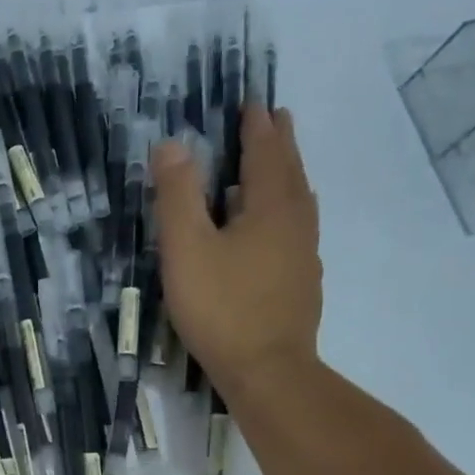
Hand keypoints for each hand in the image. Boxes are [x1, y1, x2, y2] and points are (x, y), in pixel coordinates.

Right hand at [152, 104, 322, 389]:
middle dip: (280, 144)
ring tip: (278, 164)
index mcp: (270, 208)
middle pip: (290, 173)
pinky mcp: (300, 282)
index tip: (254, 103)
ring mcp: (303, 255)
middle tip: (277, 118)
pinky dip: (287, 210)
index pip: (265, 154)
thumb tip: (171, 144)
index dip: (257, 127)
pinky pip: (297, 228)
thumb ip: (177, 196)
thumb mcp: (186, 248)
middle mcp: (295, 224)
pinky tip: (276, 227)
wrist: (268, 371)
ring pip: (299, 202)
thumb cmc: (221, 307)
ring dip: (288, 175)